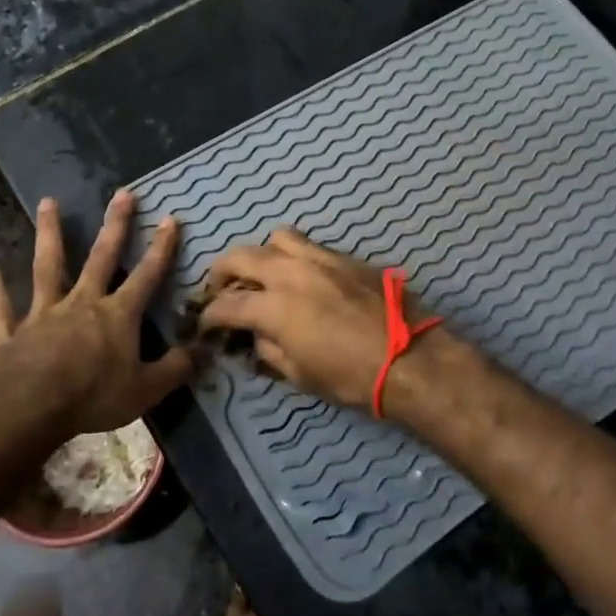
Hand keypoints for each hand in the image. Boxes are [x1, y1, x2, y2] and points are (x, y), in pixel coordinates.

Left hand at [0, 189, 192, 440]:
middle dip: (115, 224)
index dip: (162, 248)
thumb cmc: (93, 397)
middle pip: (101, 257)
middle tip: (123, 193)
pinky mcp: (11, 332)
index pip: (147, 275)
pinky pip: (1, 309)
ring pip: (47, 267)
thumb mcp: (146, 390)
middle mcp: (82, 303)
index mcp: (117, 315)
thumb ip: (175, 368)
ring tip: (47, 203)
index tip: (170, 217)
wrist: (29, 408)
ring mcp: (43, 313)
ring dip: (49, 234)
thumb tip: (201, 349)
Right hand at [199, 229, 450, 411]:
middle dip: (222, 273)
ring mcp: (320, 258)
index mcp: (274, 306)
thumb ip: (268, 349)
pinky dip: (294, 256)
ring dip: (262, 255)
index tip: (206, 325)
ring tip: (264, 274)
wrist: (409, 357)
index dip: (209, 316)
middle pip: (241, 257)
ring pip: (277, 238)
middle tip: (221, 290)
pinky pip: (309, 245)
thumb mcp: (299, 374)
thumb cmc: (350, 376)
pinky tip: (301, 276)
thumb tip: (255, 337)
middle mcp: (290, 272)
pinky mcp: (345, 257)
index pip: (226, 304)